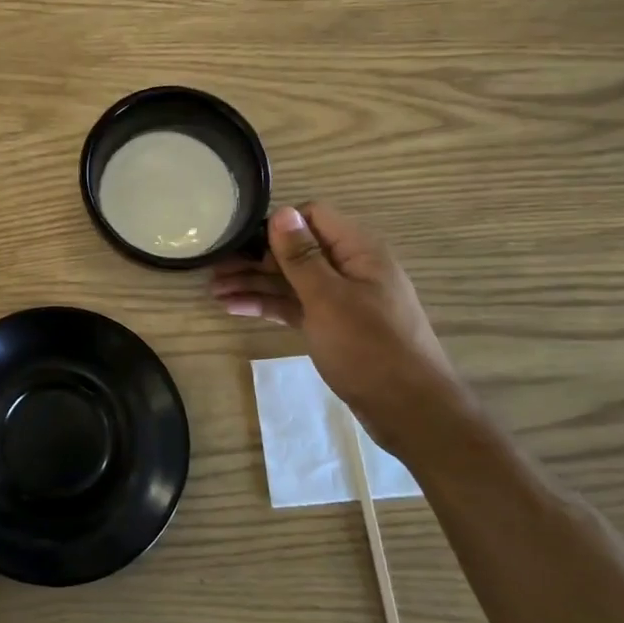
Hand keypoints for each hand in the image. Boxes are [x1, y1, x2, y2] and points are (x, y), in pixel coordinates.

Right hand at [210, 204, 468, 452]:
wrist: (409, 411)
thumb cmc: (369, 348)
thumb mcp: (328, 298)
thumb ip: (301, 255)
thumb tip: (281, 211)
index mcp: (358, 251)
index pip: (313, 216)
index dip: (277, 225)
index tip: (242, 240)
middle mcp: (350, 268)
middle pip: (297, 250)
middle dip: (256, 258)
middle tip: (214, 268)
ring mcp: (341, 299)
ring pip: (291, 280)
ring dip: (255, 283)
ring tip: (214, 291)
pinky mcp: (333, 325)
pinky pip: (296, 305)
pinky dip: (268, 305)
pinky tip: (235, 308)